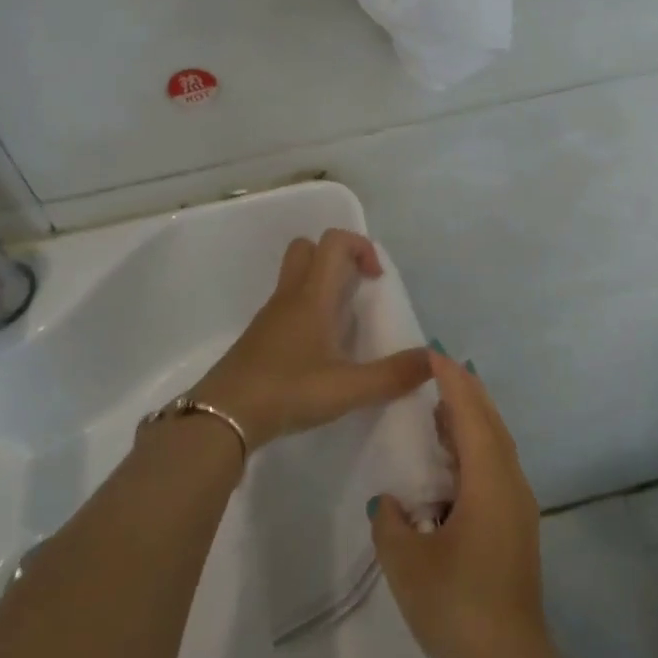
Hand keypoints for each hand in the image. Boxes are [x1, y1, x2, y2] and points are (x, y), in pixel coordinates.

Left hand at [187, 229, 432, 451]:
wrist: (222, 416)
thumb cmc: (288, 390)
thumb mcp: (348, 388)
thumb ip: (393, 375)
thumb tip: (435, 359)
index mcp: (313, 296)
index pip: (335, 241)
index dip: (361, 247)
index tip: (377, 280)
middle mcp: (290, 296)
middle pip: (308, 249)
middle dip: (337, 258)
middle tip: (357, 290)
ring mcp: (270, 316)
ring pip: (295, 277)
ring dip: (322, 285)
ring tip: (343, 324)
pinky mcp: (259, 337)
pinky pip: (287, 305)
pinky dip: (307, 311)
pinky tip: (319, 350)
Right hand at [370, 356, 553, 657]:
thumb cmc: (456, 606)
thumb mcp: (407, 562)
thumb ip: (391, 523)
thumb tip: (390, 503)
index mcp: (488, 480)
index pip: (469, 413)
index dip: (451, 380)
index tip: (432, 354)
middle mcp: (510, 483)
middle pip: (490, 422)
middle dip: (465, 391)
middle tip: (436, 369)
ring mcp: (517, 507)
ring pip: (496, 445)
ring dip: (470, 420)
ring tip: (439, 406)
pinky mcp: (516, 528)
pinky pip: (495, 469)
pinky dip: (474, 449)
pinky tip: (450, 462)